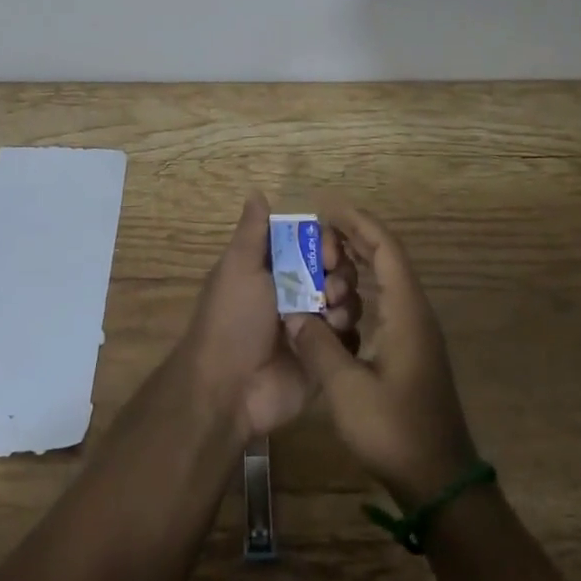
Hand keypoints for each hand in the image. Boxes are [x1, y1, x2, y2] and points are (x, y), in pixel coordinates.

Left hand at [179, 193, 361, 441]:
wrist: (229, 389)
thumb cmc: (231, 319)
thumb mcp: (238, 267)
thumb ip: (253, 231)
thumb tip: (257, 191)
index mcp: (276, 269)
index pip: (313, 243)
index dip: (326, 242)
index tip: (327, 251)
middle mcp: (297, 293)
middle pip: (336, 270)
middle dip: (341, 273)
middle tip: (331, 287)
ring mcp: (313, 326)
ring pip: (348, 301)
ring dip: (346, 302)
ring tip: (330, 315)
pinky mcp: (325, 358)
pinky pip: (351, 338)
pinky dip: (348, 334)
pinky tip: (336, 337)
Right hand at [285, 205, 478, 507]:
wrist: (440, 481)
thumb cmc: (395, 431)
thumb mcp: (347, 390)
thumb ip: (318, 345)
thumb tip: (292, 312)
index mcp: (406, 312)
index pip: (385, 249)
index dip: (359, 223)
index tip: (329, 208)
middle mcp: (416, 312)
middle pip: (389, 257)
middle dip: (357, 236)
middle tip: (321, 226)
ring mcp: (417, 331)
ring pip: (389, 279)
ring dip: (361, 261)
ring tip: (326, 253)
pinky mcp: (413, 349)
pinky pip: (387, 300)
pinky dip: (365, 286)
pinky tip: (341, 297)